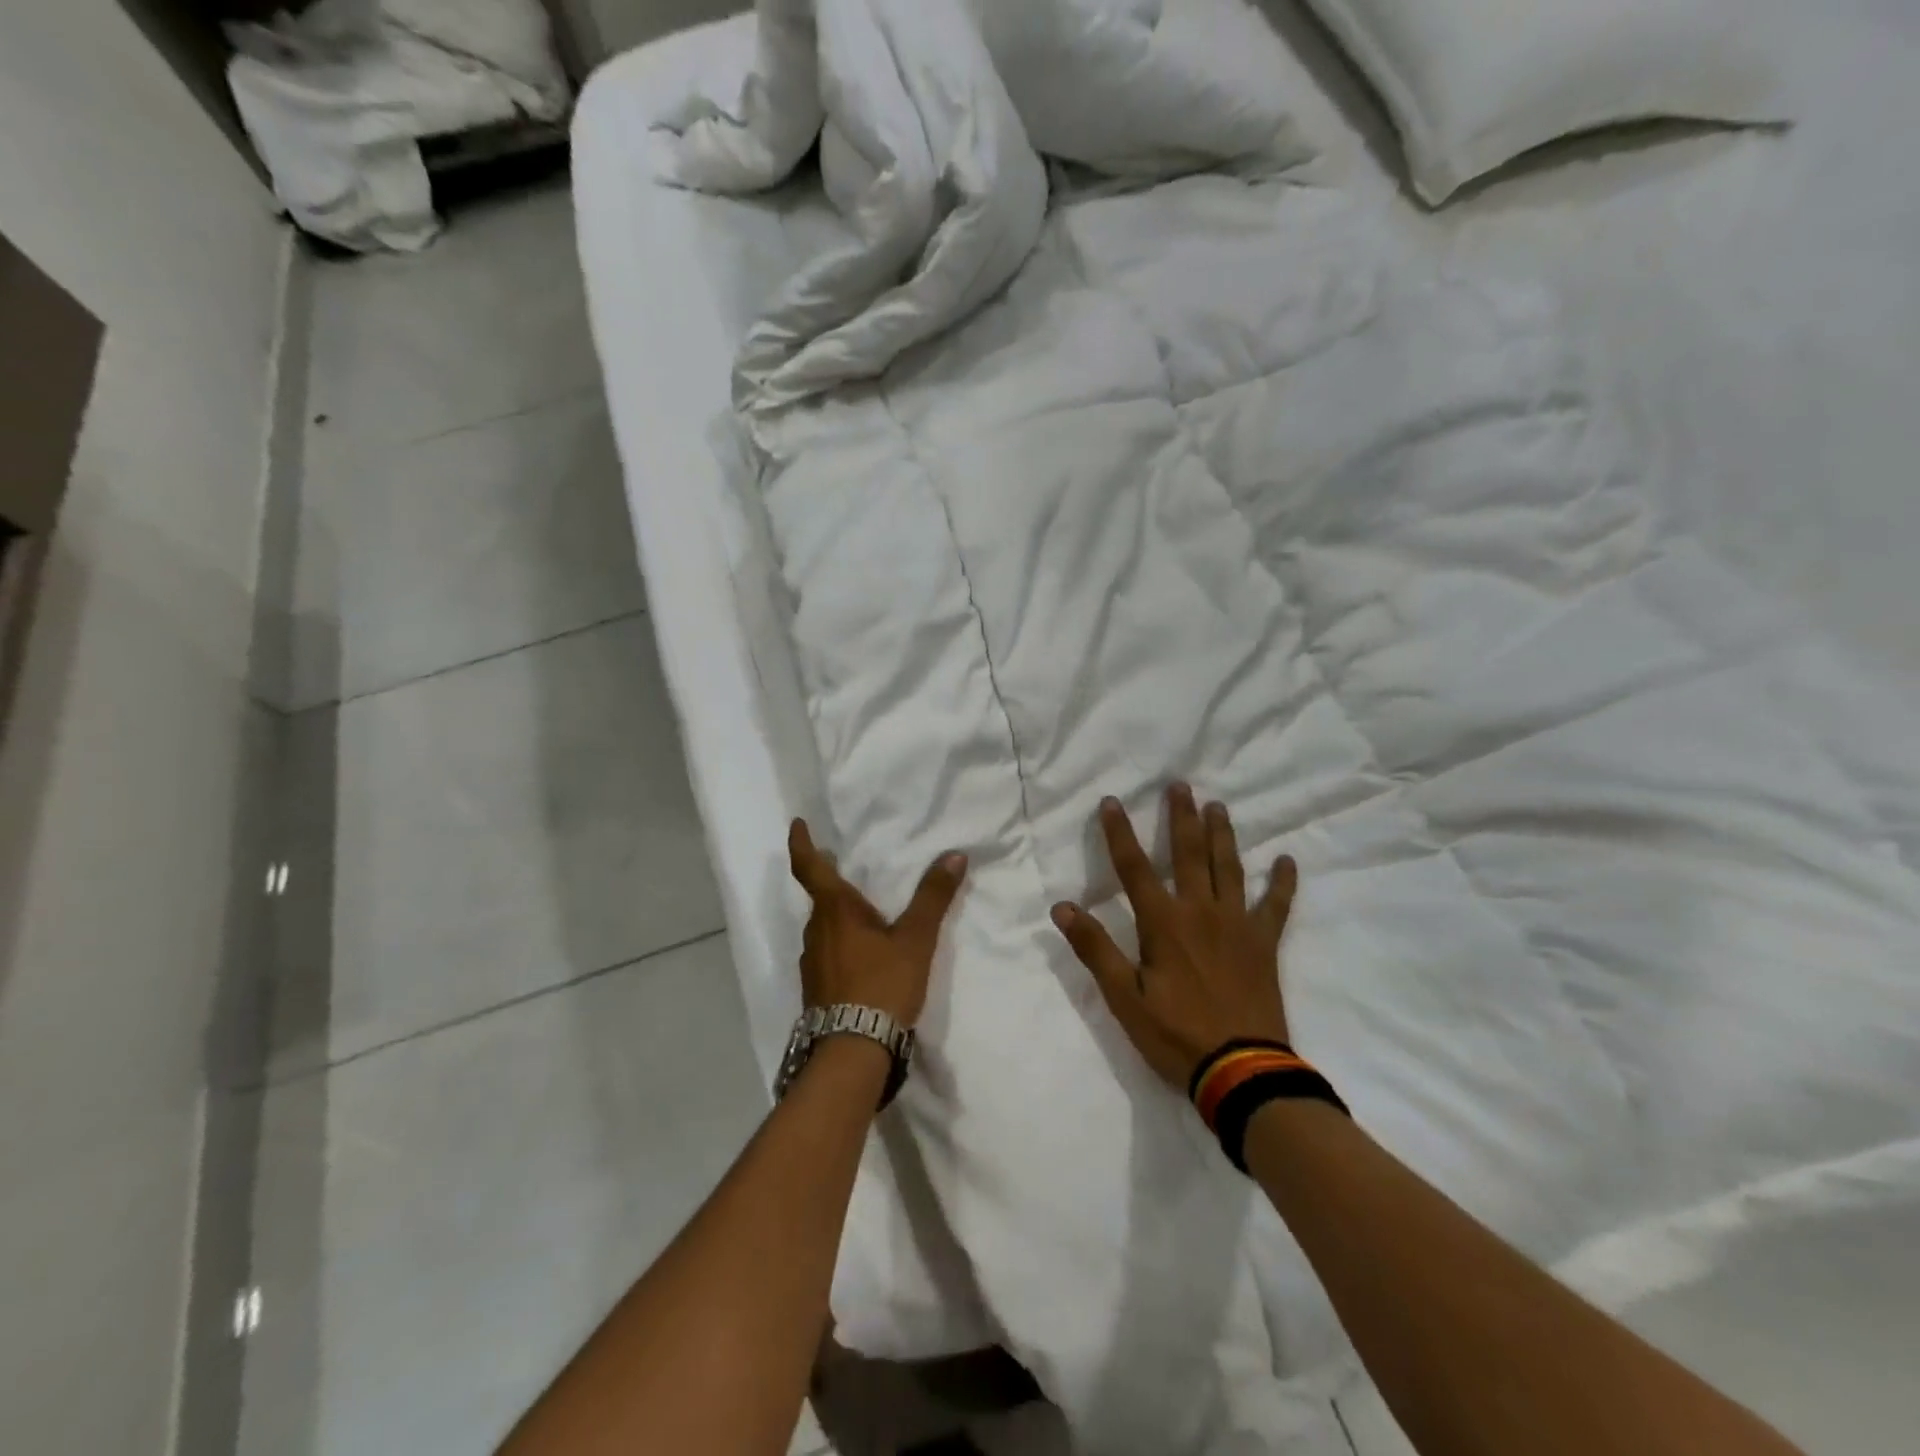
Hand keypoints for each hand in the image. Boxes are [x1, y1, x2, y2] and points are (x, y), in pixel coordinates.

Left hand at [789, 819, 967, 1026]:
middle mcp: (815, 932)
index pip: (809, 868)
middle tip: (847, 870)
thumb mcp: (915, 939)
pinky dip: (842, 944)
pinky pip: (827, 954)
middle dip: (831, 883)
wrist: (852, 1052)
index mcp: (834, 911)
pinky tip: (863, 957)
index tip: (797, 825)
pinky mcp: (816, 990)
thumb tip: (954, 855)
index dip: (801, 844)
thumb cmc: (881, 984)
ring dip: (839, 917)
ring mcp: (812, 963)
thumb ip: (933, 897)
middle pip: (820, 899)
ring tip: (865, 916)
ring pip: (824, 929)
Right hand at [1051, 785, 1296, 1088]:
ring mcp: (1237, 925)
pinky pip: (1276, 906)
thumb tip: (1062, 907)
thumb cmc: (1175, 1035)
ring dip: (1222, 835)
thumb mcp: (1124, 997)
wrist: (1242, 1071)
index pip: (1134, 868)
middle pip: (1189, 854)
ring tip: (1218, 806)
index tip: (1112, 801)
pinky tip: (1286, 860)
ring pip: (1230, 868)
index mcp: (1163, 923)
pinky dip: (1282, 883)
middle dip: (1181, 818)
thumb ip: (1095, 949)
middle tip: (1180, 785)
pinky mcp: (1264, 944)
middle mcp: (1201, 912)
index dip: (1120, 833)